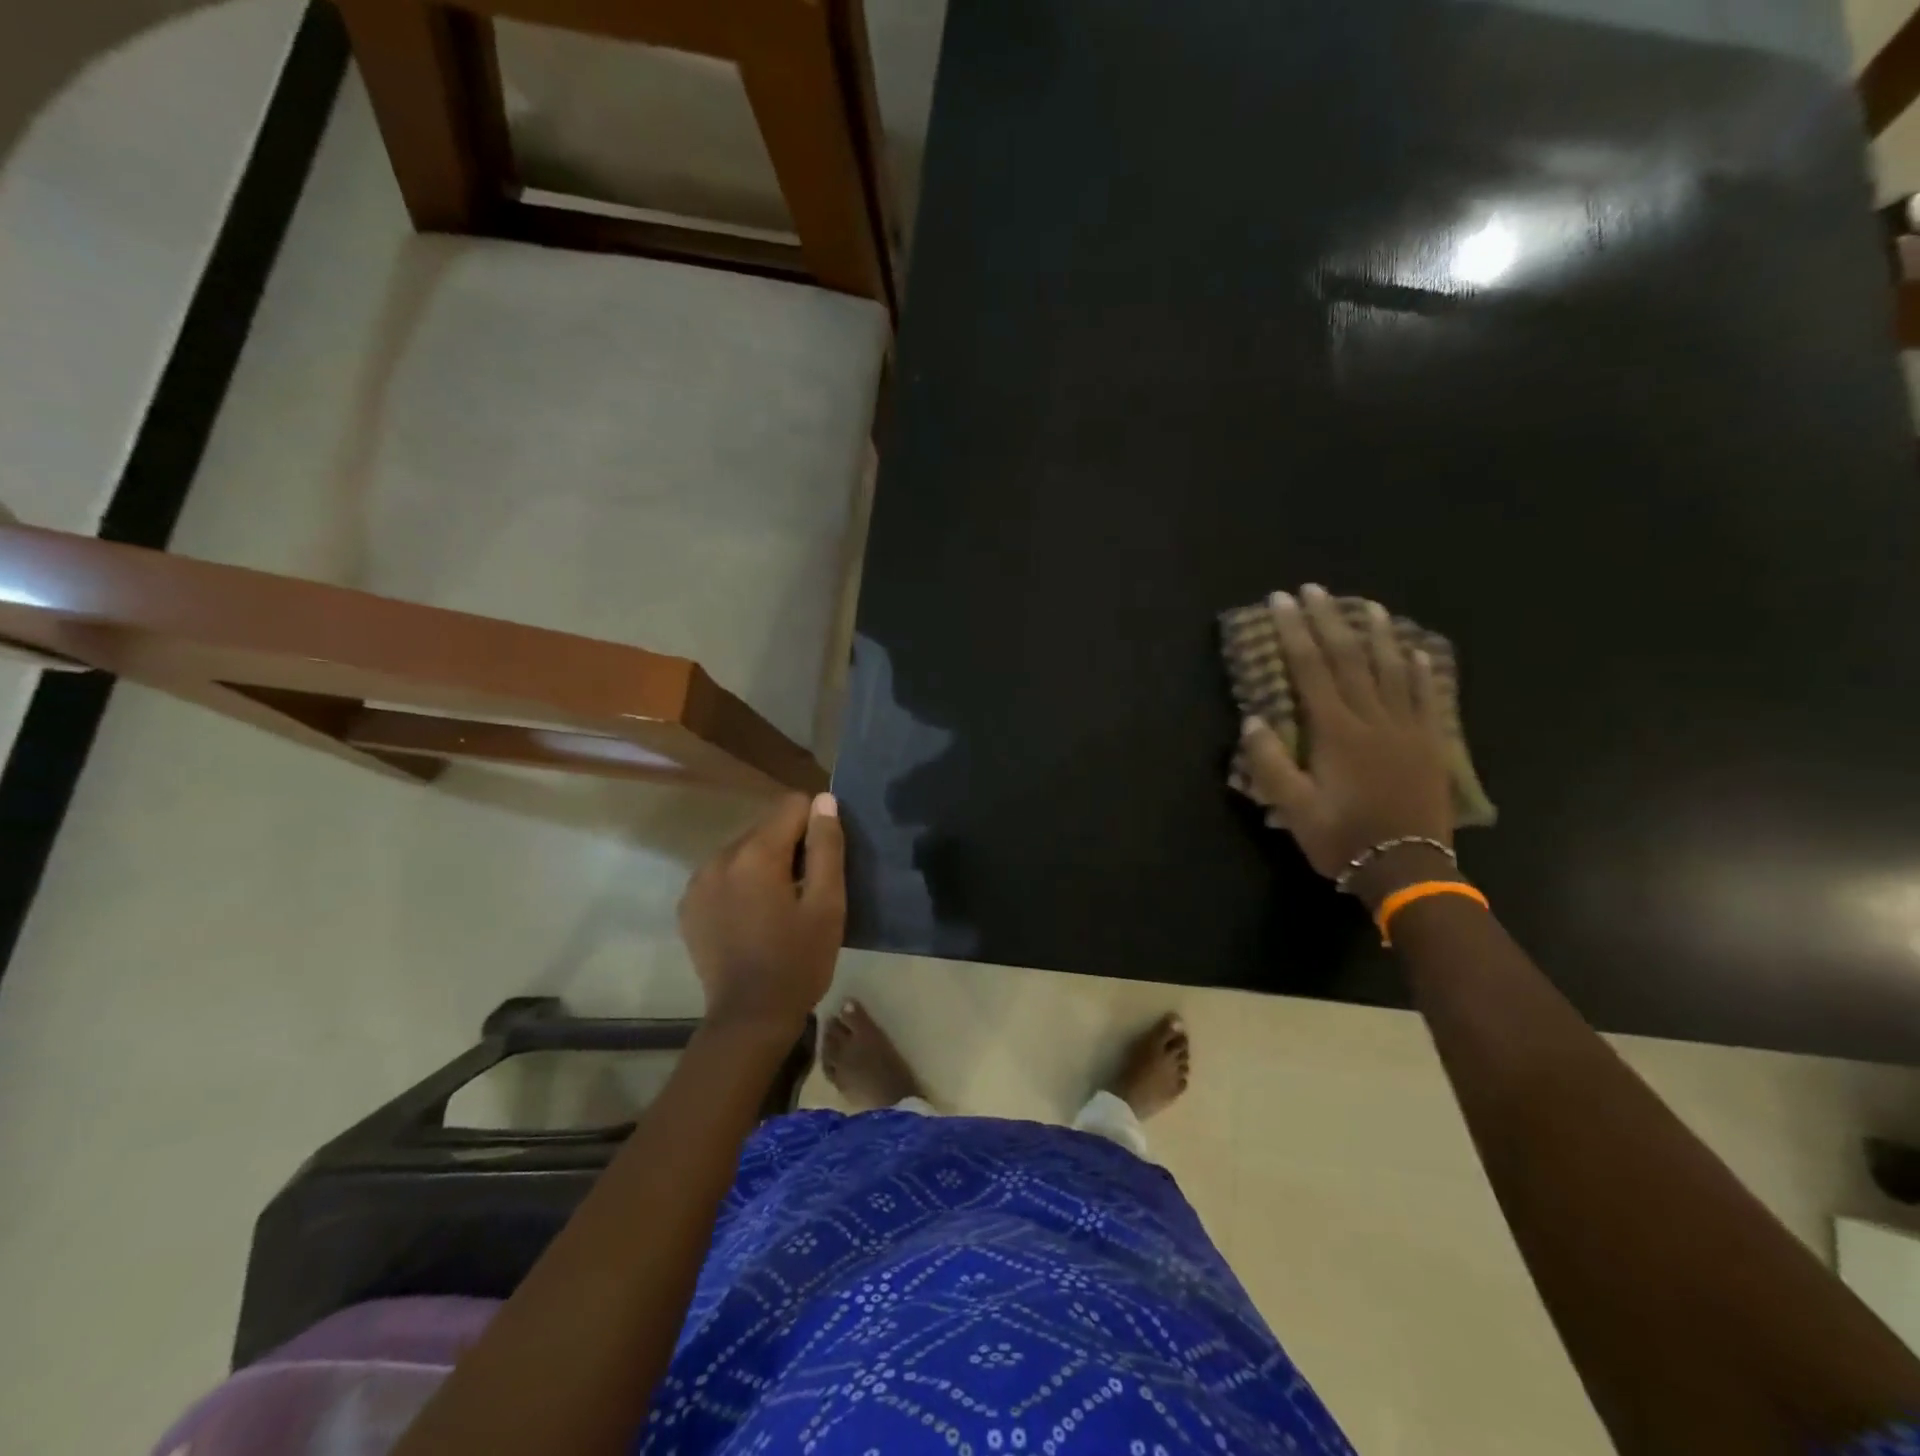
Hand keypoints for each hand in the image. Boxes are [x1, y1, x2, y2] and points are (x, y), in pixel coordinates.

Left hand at [678, 793, 844, 1032]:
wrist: (750, 1018)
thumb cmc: (799, 961)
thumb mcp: (827, 904)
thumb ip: (826, 846)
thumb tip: (823, 801)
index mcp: (756, 854)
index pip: (792, 805)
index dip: (816, 826)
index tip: (824, 861)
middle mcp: (720, 857)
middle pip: (765, 828)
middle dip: (789, 847)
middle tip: (805, 888)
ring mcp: (698, 882)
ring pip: (743, 850)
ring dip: (764, 865)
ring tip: (779, 906)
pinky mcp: (689, 904)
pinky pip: (722, 874)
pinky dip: (740, 884)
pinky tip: (752, 917)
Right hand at [1240, 584, 1454, 890]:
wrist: (1408, 869)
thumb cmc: (1342, 839)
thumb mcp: (1293, 809)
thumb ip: (1271, 764)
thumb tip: (1253, 721)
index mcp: (1336, 732)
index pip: (1310, 670)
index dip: (1294, 632)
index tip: (1282, 601)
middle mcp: (1373, 719)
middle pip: (1349, 658)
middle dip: (1328, 620)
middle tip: (1314, 589)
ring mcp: (1407, 728)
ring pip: (1391, 669)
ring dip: (1376, 633)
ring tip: (1365, 604)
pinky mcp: (1429, 743)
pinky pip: (1425, 696)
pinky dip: (1418, 669)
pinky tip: (1413, 650)